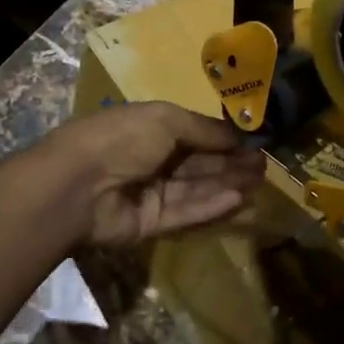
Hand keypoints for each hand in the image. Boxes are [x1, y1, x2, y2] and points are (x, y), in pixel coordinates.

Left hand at [42, 101, 265, 247]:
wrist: (78, 185)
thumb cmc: (122, 138)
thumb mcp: (166, 119)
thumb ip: (204, 129)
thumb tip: (238, 136)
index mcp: (151, 128)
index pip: (195, 134)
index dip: (224, 140)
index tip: (256, 143)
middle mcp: (152, 160)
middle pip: (199, 164)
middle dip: (232, 164)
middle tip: (265, 166)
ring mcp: (151, 194)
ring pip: (196, 189)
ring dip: (228, 185)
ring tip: (260, 183)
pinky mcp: (151, 225)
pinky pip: (186, 213)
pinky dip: (211, 206)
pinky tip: (238, 199)